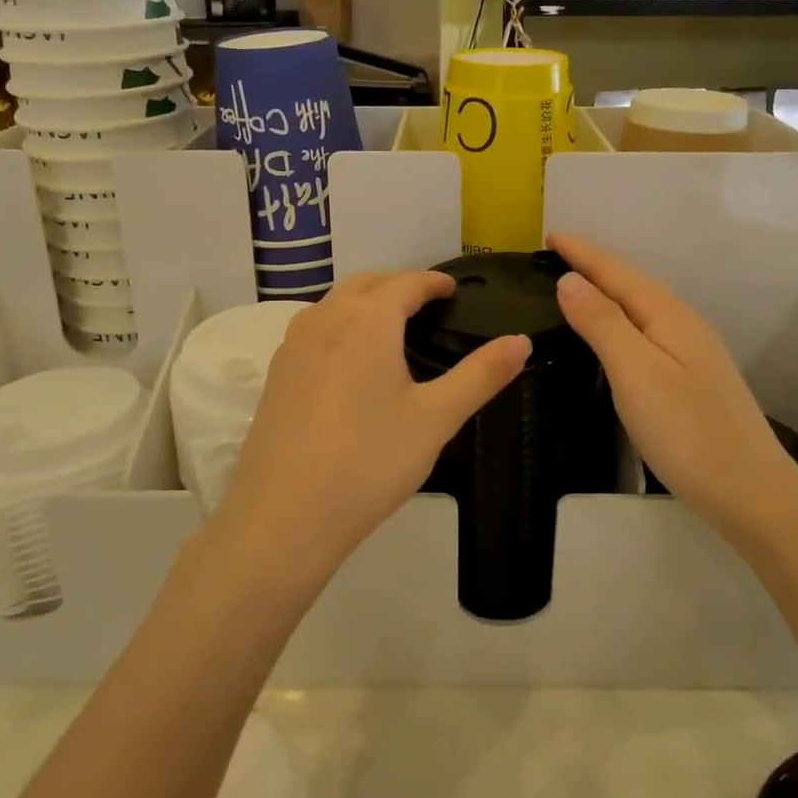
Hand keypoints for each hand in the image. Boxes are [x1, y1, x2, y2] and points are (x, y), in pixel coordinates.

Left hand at [215, 271, 531, 588]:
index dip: (433, 282)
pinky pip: (314, 330)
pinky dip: (339, 326)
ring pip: (334, 304)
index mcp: (367, 320)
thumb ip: (481, 375)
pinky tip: (350, 361)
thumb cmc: (370, 461)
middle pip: (366, 284)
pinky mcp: (275, 374)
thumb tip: (522, 341)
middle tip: (427, 303)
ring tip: (391, 327)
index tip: (453, 289)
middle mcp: (325, 319)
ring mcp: (293, 345)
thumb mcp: (436, 418)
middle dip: (398, 285)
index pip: (406, 283)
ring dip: (365, 302)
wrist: (283, 516)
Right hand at [549, 232, 797, 530]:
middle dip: (594, 265)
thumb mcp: (637, 374)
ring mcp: (692, 353)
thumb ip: (603, 324)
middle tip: (554, 255)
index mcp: (669, 316)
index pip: (618, 272)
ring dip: (606, 291)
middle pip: (632, 284)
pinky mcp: (691, 378)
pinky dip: (619, 319)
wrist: (752, 495)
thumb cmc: (688, 434)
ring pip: (640, 307)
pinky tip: (611, 333)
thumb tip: (570, 280)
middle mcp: (683, 325)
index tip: (548, 234)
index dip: (583, 252)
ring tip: (574, 285)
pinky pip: (646, 331)